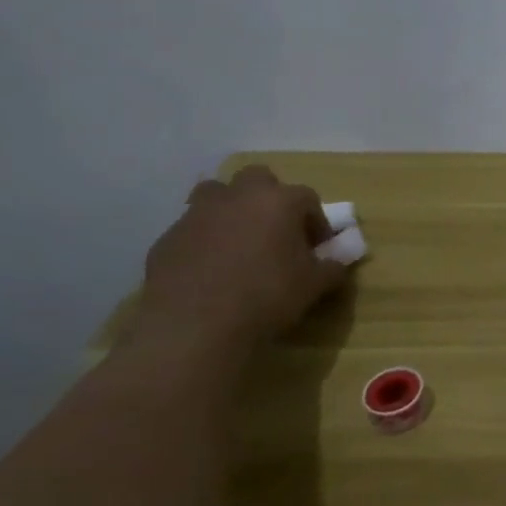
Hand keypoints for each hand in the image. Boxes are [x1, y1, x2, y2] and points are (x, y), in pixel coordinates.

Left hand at [133, 165, 346, 348]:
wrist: (194, 327)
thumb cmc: (266, 296)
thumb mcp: (314, 285)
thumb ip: (332, 267)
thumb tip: (338, 261)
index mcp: (278, 201)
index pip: (308, 198)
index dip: (316, 222)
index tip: (317, 248)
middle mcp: (237, 197)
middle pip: (258, 179)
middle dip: (269, 198)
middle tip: (276, 230)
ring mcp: (197, 214)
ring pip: (217, 195)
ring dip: (232, 210)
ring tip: (240, 243)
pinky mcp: (167, 238)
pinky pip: (193, 229)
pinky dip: (205, 240)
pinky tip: (211, 270)